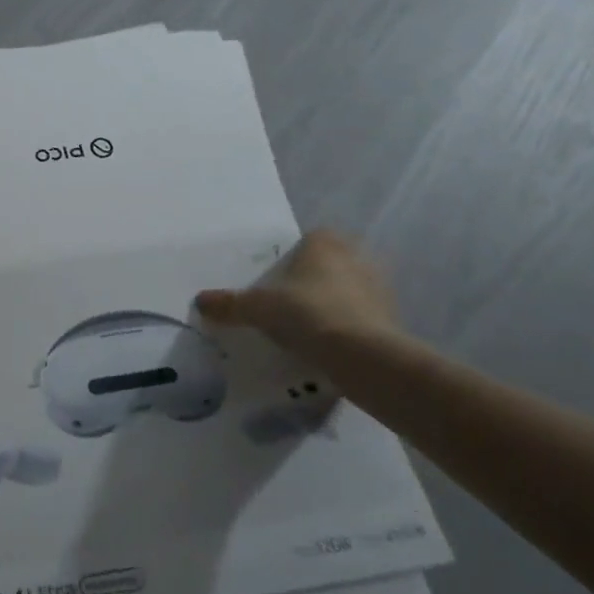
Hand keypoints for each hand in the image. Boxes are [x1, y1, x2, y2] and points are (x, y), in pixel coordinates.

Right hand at [197, 229, 395, 354]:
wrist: (362, 355)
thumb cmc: (306, 313)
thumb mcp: (258, 309)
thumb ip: (230, 304)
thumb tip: (200, 301)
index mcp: (325, 243)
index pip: (311, 238)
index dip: (295, 256)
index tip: (279, 278)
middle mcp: (357, 257)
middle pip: (331, 263)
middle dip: (315, 279)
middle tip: (291, 302)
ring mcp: (380, 288)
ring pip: (351, 290)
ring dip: (335, 303)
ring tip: (310, 328)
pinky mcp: (393, 319)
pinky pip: (364, 317)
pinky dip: (350, 327)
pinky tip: (331, 346)